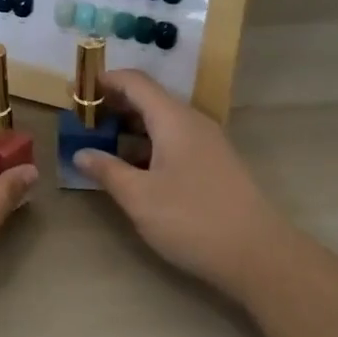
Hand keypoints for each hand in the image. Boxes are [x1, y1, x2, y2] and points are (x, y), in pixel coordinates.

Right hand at [75, 71, 286, 298]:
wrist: (259, 255)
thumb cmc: (192, 219)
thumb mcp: (139, 197)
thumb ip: (107, 170)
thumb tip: (81, 153)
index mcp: (173, 119)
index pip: (135, 82)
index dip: (105, 81)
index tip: (77, 93)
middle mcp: (192, 122)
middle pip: (149, 99)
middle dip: (114, 105)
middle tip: (84, 121)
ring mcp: (208, 143)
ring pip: (163, 122)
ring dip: (131, 127)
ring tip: (102, 144)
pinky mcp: (215, 164)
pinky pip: (175, 140)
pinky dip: (149, 144)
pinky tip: (134, 168)